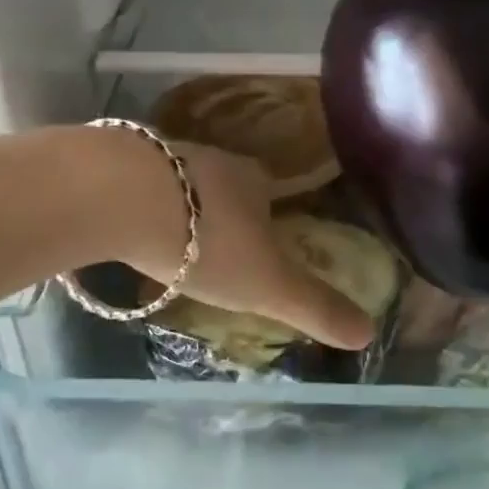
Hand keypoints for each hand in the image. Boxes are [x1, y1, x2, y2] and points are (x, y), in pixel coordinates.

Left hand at [125, 144, 375, 350]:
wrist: (122, 198)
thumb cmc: (207, 242)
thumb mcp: (269, 285)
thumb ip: (316, 307)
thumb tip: (368, 332)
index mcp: (253, 180)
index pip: (269, 192)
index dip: (267, 219)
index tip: (257, 246)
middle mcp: (212, 159)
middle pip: (224, 187)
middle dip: (220, 215)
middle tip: (208, 253)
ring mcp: (163, 156)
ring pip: (180, 186)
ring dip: (178, 211)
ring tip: (166, 247)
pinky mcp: (120, 161)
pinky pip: (138, 188)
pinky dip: (139, 208)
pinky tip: (127, 232)